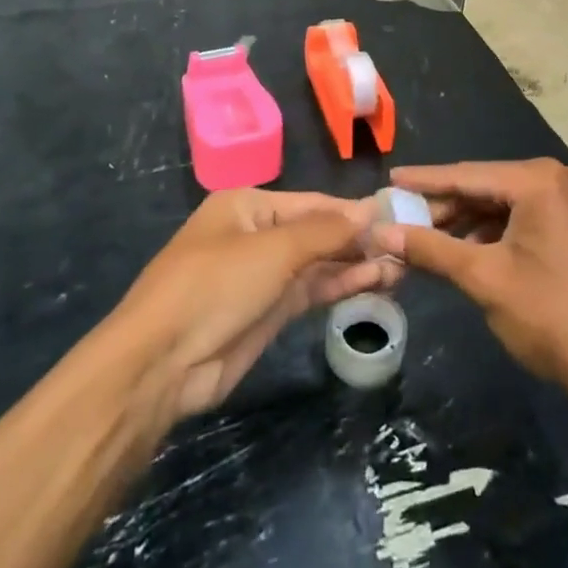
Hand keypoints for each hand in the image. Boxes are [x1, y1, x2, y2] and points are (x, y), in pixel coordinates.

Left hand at [114, 190, 399, 422]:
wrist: (162, 364)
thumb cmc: (215, 286)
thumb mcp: (274, 249)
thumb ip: (327, 231)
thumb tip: (373, 209)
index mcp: (247, 206)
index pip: (313, 203)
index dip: (354, 211)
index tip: (396, 218)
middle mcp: (256, 234)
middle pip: (317, 232)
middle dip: (358, 240)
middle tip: (406, 247)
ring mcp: (261, 275)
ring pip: (318, 263)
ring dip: (355, 265)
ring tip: (400, 267)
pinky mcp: (267, 312)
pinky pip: (311, 290)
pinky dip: (340, 286)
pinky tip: (374, 283)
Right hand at [370, 160, 567, 407]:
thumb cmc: (552, 316)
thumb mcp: (484, 279)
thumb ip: (431, 249)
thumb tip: (382, 233)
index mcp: (537, 180)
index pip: (466, 175)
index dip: (424, 181)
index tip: (388, 180)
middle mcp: (554, 178)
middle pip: (483, 186)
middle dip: (442, 206)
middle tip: (398, 217)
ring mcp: (566, 201)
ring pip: (499, 204)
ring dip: (463, 222)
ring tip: (420, 237)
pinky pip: (518, 218)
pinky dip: (488, 233)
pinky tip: (460, 250)